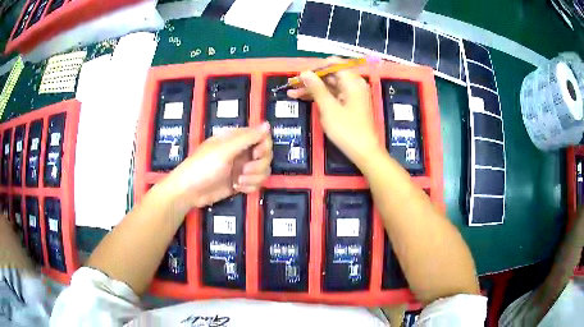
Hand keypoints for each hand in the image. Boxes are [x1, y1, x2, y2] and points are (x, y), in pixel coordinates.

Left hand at [163, 123, 271, 208]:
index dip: (264, 146)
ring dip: (254, 178)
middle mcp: (242, 151)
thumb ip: (247, 137)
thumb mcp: (225, 150)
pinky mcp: (241, 182)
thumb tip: (268, 124)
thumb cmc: (204, 166)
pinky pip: (256, 183)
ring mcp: (242, 168)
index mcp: (237, 139)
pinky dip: (250, 186)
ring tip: (238, 181)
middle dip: (258, 166)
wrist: (189, 191)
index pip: (262, 137)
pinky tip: (237, 187)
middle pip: (266, 155)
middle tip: (244, 170)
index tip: (256, 154)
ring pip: (263, 171)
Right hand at [287, 57, 380, 166]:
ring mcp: (353, 95)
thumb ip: (316, 88)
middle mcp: (354, 84)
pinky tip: (305, 99)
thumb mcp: (329, 108)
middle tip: (292, 85)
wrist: (364, 152)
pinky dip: (321, 96)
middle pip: (331, 74)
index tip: (300, 74)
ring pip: (330, 85)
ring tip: (292, 93)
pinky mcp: (350, 104)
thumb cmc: (347, 130)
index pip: (333, 63)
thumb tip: (305, 72)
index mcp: (353, 81)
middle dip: (311, 79)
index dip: (316, 67)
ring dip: (313, 88)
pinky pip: (334, 95)